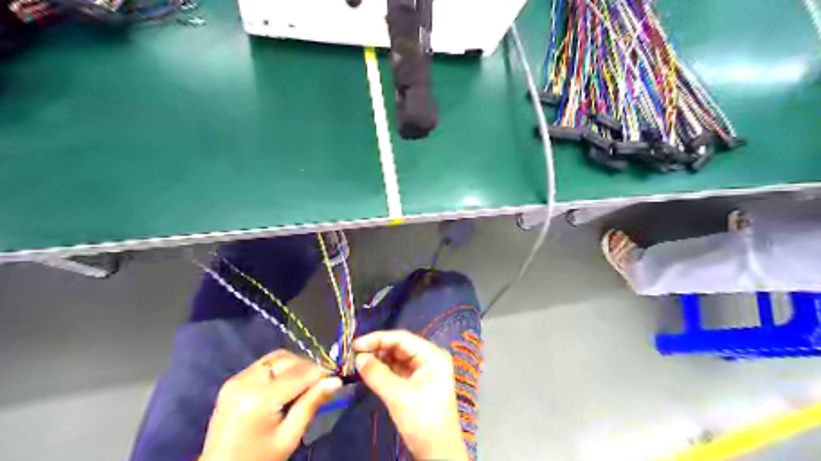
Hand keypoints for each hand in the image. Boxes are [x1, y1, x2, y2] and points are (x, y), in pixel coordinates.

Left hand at [202, 349, 343, 460]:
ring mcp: (236, 379)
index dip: (322, 373)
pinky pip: (264, 364)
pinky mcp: (233, 382)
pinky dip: (280, 369)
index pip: (300, 373)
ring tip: (305, 384)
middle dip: (308, 367)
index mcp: (259, 399)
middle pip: (287, 360)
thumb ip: (311, 404)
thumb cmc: (258, 460)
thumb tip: (336, 381)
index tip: (336, 379)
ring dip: (295, 365)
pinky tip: (287, 384)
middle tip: (321, 383)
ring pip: (276, 358)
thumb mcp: (289, 437)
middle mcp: (246, 381)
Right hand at [353, 330, 467, 459]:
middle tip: (354, 354)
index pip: (402, 338)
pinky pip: (398, 369)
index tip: (355, 345)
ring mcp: (424, 370)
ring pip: (397, 357)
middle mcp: (430, 358)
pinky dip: (383, 369)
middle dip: (377, 348)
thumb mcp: (398, 396)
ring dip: (379, 358)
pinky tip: (368, 370)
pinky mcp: (418, 382)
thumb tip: (358, 358)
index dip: (378, 339)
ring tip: (358, 361)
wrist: (438, 453)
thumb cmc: (422, 421)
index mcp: (432, 356)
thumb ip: (377, 374)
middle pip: (400, 346)